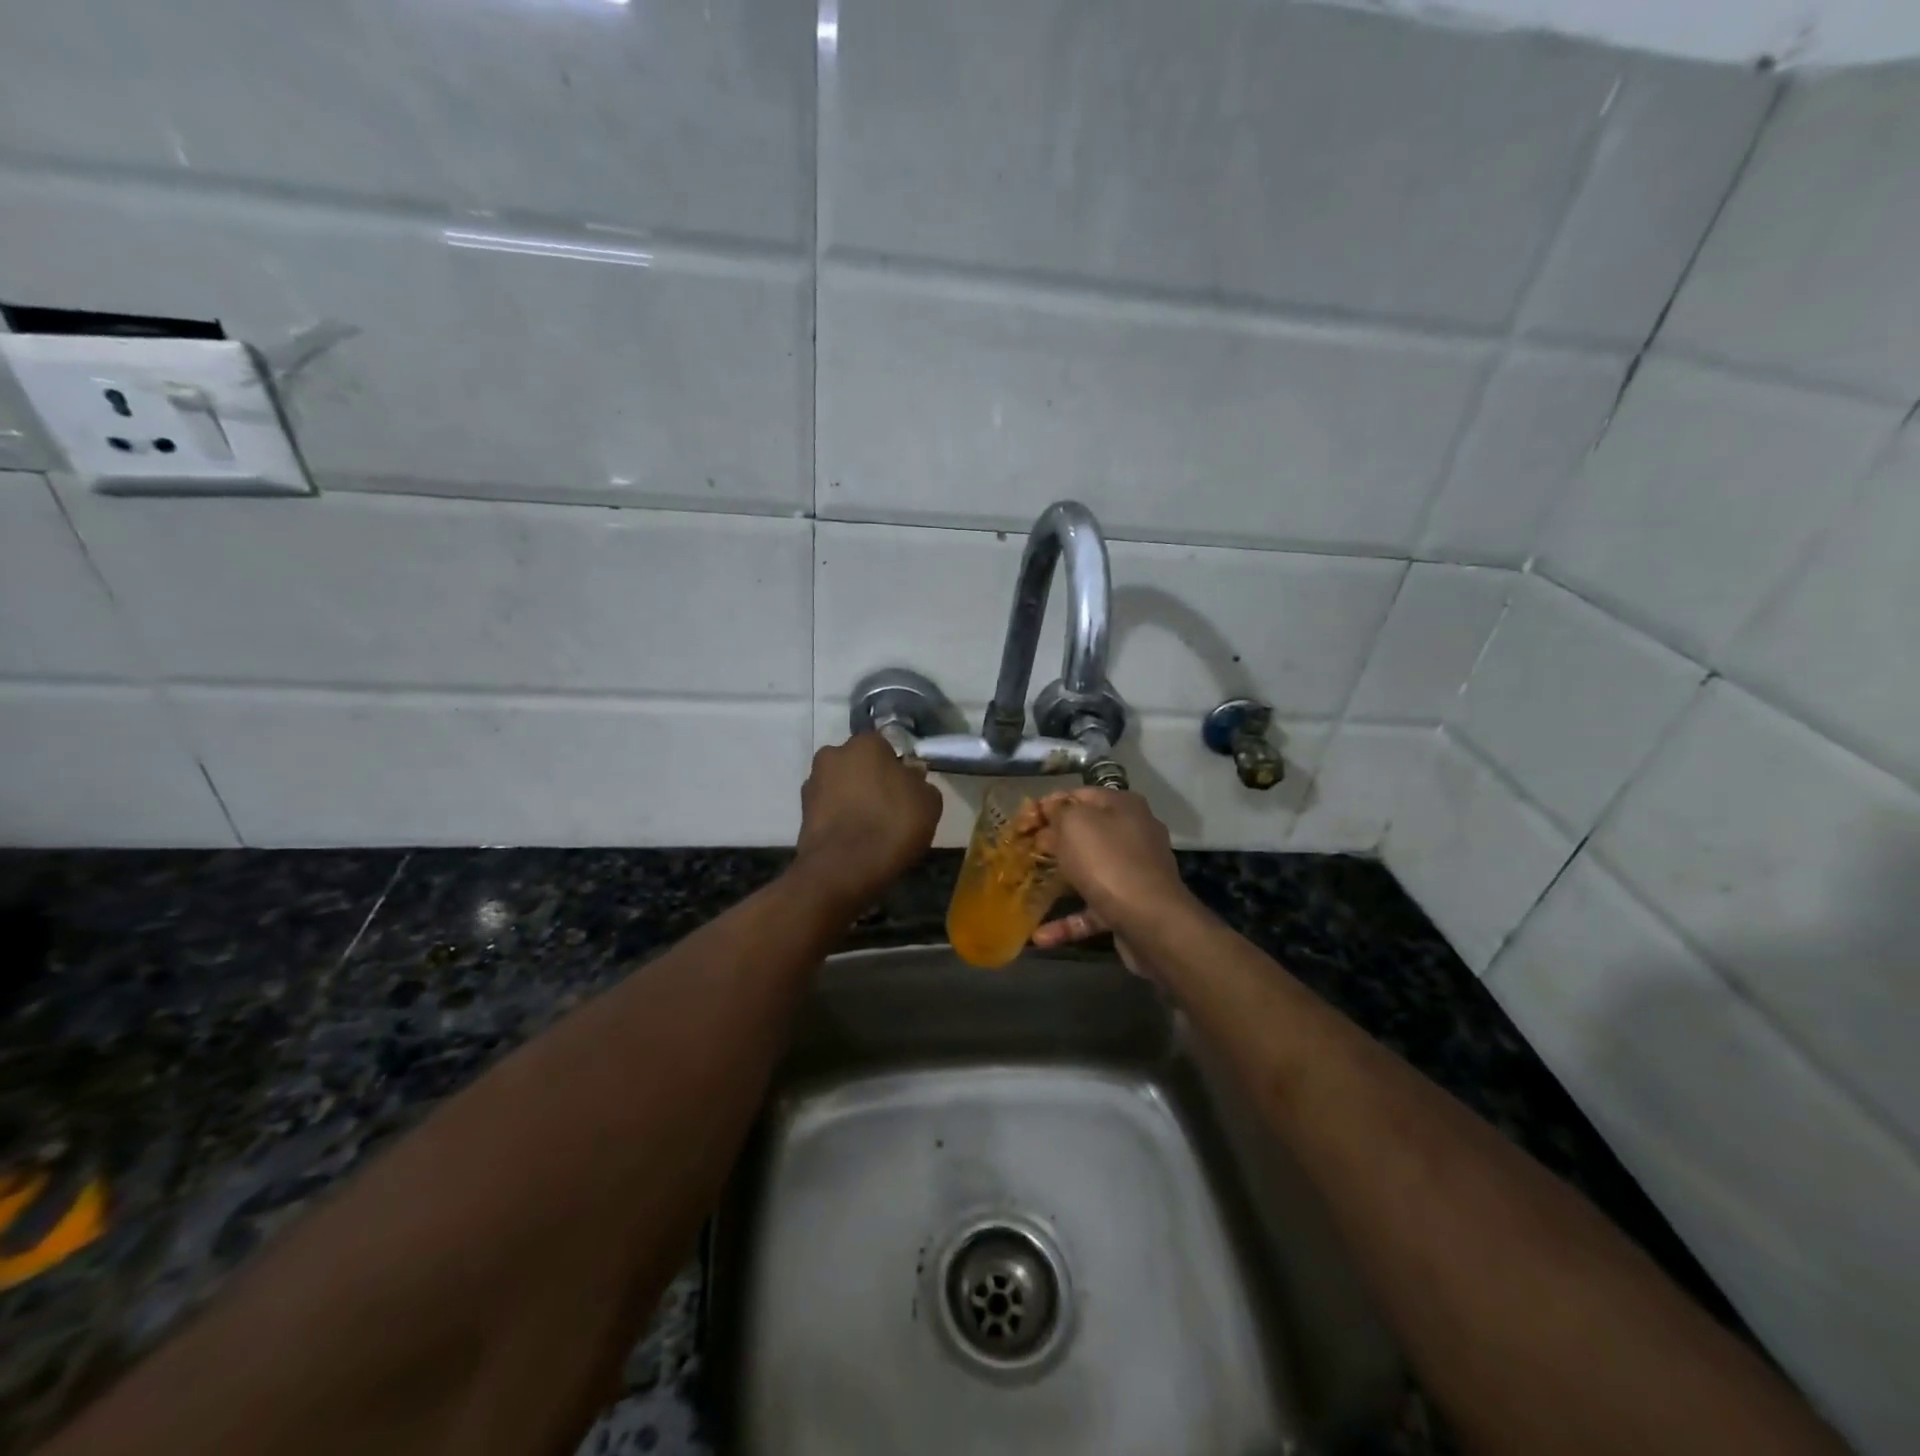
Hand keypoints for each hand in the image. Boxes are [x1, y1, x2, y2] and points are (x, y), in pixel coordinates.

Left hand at [792, 733, 942, 908]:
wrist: (843, 869)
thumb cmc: (891, 826)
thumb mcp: (928, 803)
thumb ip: (921, 783)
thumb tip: (911, 778)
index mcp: (865, 743)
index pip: (886, 747)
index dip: (898, 769)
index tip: (907, 791)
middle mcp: (833, 754)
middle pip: (860, 764)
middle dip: (872, 780)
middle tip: (890, 808)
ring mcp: (813, 783)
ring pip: (842, 786)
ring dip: (854, 799)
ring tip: (871, 828)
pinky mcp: (802, 812)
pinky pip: (830, 809)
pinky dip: (840, 819)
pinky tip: (854, 839)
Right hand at [1027, 790, 1193, 964]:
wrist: (1151, 922)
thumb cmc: (1108, 861)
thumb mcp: (1075, 824)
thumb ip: (1059, 812)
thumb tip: (1051, 811)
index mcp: (1123, 806)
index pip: (1079, 795)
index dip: (1048, 805)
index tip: (1023, 821)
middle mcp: (1133, 834)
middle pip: (1085, 833)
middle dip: (1053, 842)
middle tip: (1022, 852)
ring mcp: (1134, 872)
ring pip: (1089, 872)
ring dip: (1059, 882)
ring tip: (1028, 888)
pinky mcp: (1130, 907)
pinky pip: (1092, 909)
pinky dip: (1068, 922)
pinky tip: (1040, 936)